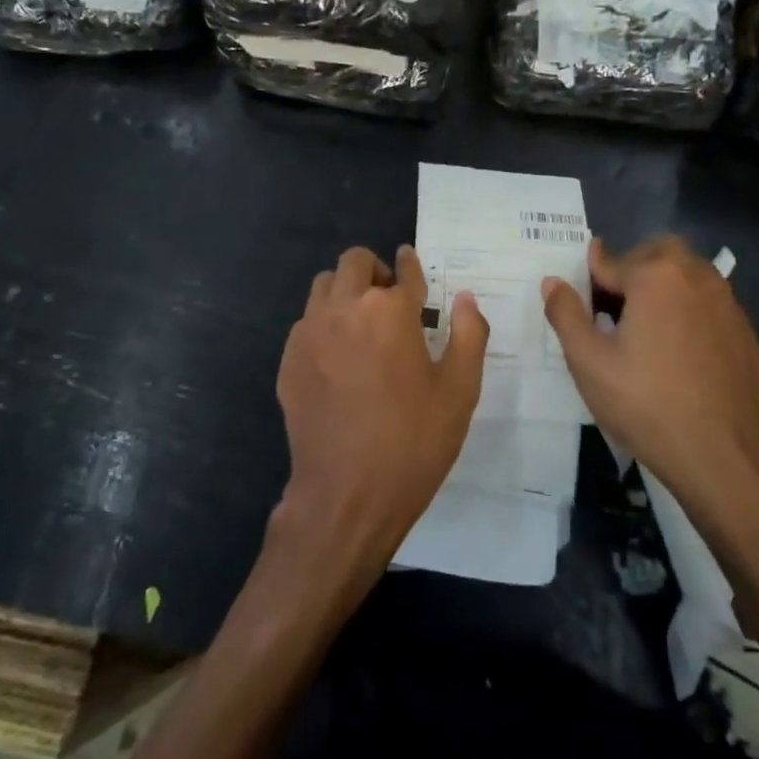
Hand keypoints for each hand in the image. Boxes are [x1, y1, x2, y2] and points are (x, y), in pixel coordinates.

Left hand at [272, 245, 488, 585]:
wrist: (346, 496)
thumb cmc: (413, 442)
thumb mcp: (460, 391)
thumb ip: (468, 334)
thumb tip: (466, 298)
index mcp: (390, 311)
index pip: (403, 271)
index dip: (411, 265)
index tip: (410, 262)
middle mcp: (344, 308)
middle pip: (354, 263)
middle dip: (375, 271)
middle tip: (390, 300)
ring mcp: (310, 332)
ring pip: (324, 286)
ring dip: (345, 291)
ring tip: (363, 324)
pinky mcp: (289, 359)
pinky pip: (306, 322)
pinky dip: (325, 323)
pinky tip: (339, 358)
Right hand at [542, 236, 758, 538]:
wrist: (721, 457)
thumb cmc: (645, 404)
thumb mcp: (588, 361)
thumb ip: (566, 314)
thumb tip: (552, 281)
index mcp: (656, 276)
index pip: (612, 261)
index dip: (591, 276)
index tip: (582, 290)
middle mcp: (697, 278)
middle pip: (660, 252)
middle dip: (635, 266)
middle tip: (616, 303)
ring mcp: (729, 305)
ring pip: (692, 275)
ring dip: (667, 285)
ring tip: (647, 324)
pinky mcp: (747, 334)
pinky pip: (713, 306)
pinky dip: (693, 312)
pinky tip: (681, 351)